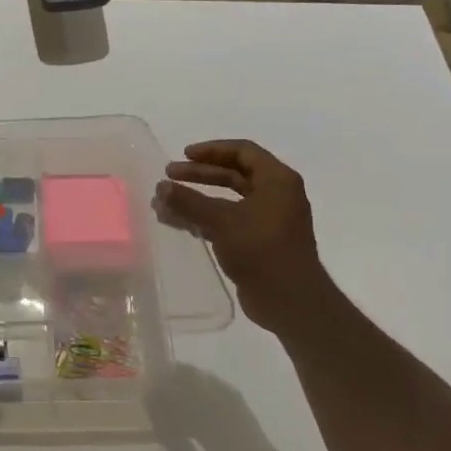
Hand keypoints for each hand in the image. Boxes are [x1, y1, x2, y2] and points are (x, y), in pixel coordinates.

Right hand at [154, 140, 330, 331]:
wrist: (290, 301)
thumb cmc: (261, 250)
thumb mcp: (222, 220)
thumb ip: (189, 201)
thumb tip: (160, 187)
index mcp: (277, 180)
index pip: (243, 151)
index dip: (212, 150)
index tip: (184, 155)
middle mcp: (276, 195)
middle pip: (233, 174)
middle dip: (199, 174)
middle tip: (170, 175)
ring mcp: (267, 219)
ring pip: (227, 199)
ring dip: (197, 198)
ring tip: (166, 202)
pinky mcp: (258, 242)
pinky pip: (227, 220)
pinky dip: (203, 218)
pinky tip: (177, 222)